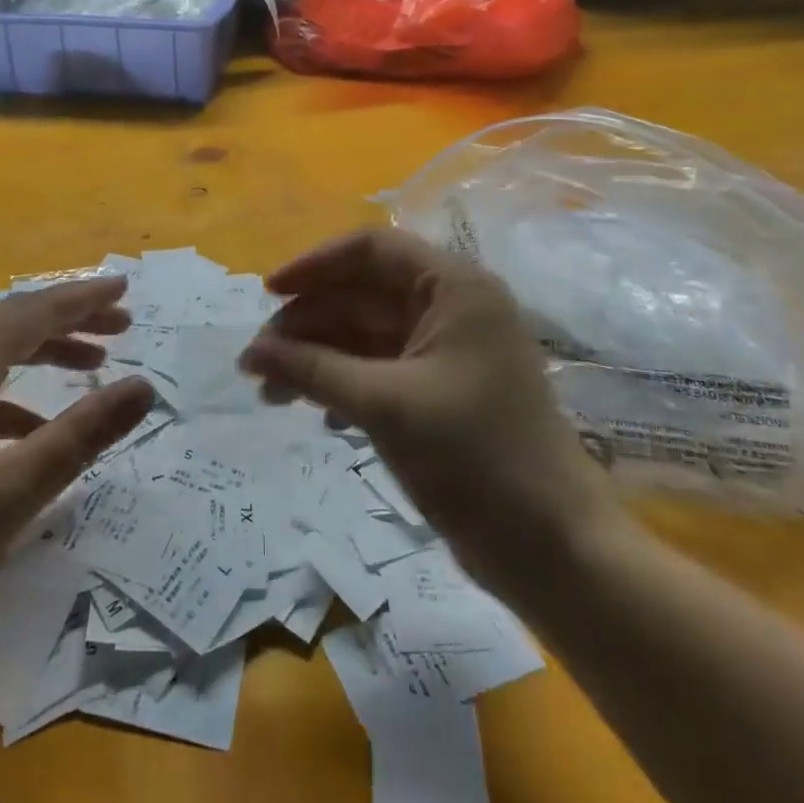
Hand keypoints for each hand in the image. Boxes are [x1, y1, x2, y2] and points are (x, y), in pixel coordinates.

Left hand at [0, 278, 155, 666]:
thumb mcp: (14, 491)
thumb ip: (82, 434)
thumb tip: (144, 387)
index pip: (30, 312)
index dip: (80, 297)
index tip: (123, 288)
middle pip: (11, 325)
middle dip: (68, 319)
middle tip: (121, 325)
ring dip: (43, 352)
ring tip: (91, 364)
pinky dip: (15, 395)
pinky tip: (35, 430)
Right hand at [240, 230, 620, 592]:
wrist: (553, 551)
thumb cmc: (475, 459)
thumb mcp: (385, 405)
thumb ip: (314, 370)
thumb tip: (249, 353)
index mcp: (453, 288)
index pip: (372, 250)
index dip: (315, 265)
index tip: (269, 294)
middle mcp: (451, 309)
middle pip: (362, 294)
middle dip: (309, 323)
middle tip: (258, 361)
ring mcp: (446, 352)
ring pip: (366, 335)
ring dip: (318, 358)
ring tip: (271, 393)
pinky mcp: (440, 392)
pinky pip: (379, 369)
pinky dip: (344, 384)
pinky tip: (318, 416)